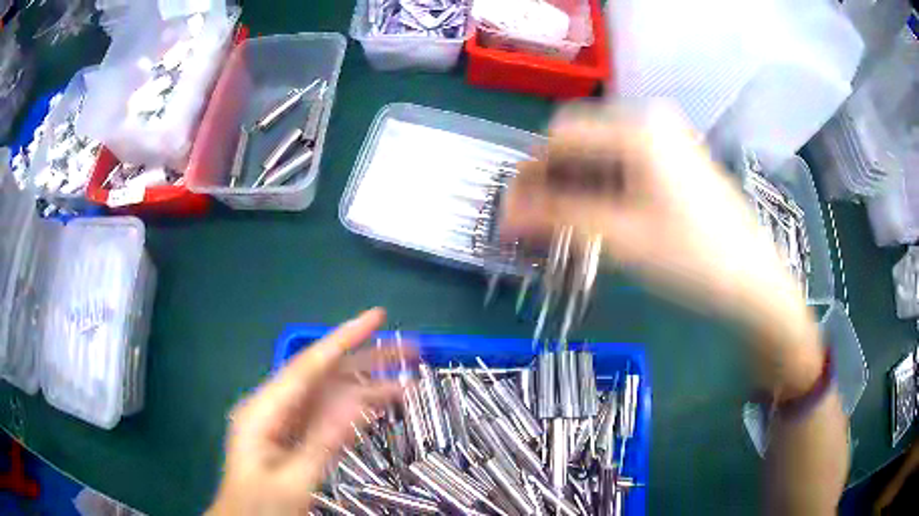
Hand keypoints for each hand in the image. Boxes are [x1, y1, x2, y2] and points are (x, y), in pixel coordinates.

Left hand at [208, 308, 412, 514]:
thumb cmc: (261, 506)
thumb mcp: (293, 480)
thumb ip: (323, 441)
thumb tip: (359, 401)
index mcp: (264, 411)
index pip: (308, 365)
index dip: (344, 338)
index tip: (377, 317)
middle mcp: (274, 407)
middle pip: (323, 375)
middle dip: (365, 360)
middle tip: (409, 350)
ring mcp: (285, 422)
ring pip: (329, 395)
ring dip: (367, 387)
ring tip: (407, 382)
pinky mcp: (295, 436)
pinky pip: (328, 416)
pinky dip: (355, 409)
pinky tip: (379, 404)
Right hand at [502, 103, 821, 395]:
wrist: (755, 280)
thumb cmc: (694, 258)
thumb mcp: (622, 238)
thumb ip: (558, 219)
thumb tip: (506, 215)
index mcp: (637, 128)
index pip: (561, 137)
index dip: (530, 174)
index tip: (512, 213)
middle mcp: (650, 121)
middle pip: (581, 142)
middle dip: (553, 181)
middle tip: (538, 226)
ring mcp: (667, 138)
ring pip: (603, 154)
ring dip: (577, 187)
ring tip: (566, 228)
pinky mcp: (677, 159)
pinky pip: (626, 164)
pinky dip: (604, 188)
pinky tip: (601, 217)